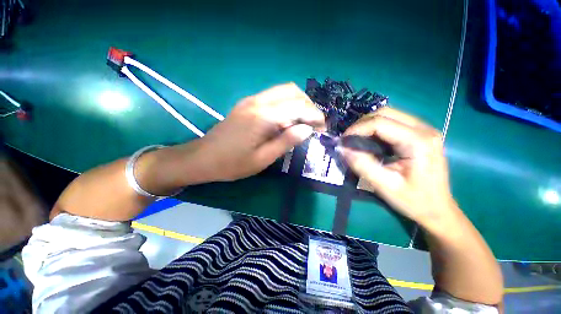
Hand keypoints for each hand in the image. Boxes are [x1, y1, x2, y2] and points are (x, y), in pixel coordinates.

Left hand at [193, 83, 325, 181]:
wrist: (203, 157)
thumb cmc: (233, 163)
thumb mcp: (263, 158)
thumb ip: (286, 141)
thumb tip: (307, 129)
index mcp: (263, 116)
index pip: (298, 107)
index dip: (315, 115)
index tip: (322, 128)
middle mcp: (258, 101)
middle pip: (293, 91)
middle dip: (309, 106)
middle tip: (314, 124)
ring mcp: (252, 100)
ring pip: (284, 90)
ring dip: (299, 103)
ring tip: (303, 122)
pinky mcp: (248, 103)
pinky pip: (274, 96)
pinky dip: (287, 104)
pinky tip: (287, 119)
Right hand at [341, 107, 456, 226]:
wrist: (438, 209)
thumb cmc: (413, 200)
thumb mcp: (384, 185)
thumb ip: (361, 164)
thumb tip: (342, 148)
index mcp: (418, 141)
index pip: (380, 122)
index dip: (357, 128)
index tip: (343, 140)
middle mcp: (424, 129)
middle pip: (385, 113)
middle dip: (361, 124)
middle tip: (348, 139)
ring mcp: (424, 130)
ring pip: (388, 115)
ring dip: (368, 125)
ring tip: (356, 140)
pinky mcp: (420, 134)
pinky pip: (393, 122)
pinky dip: (376, 128)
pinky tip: (370, 141)